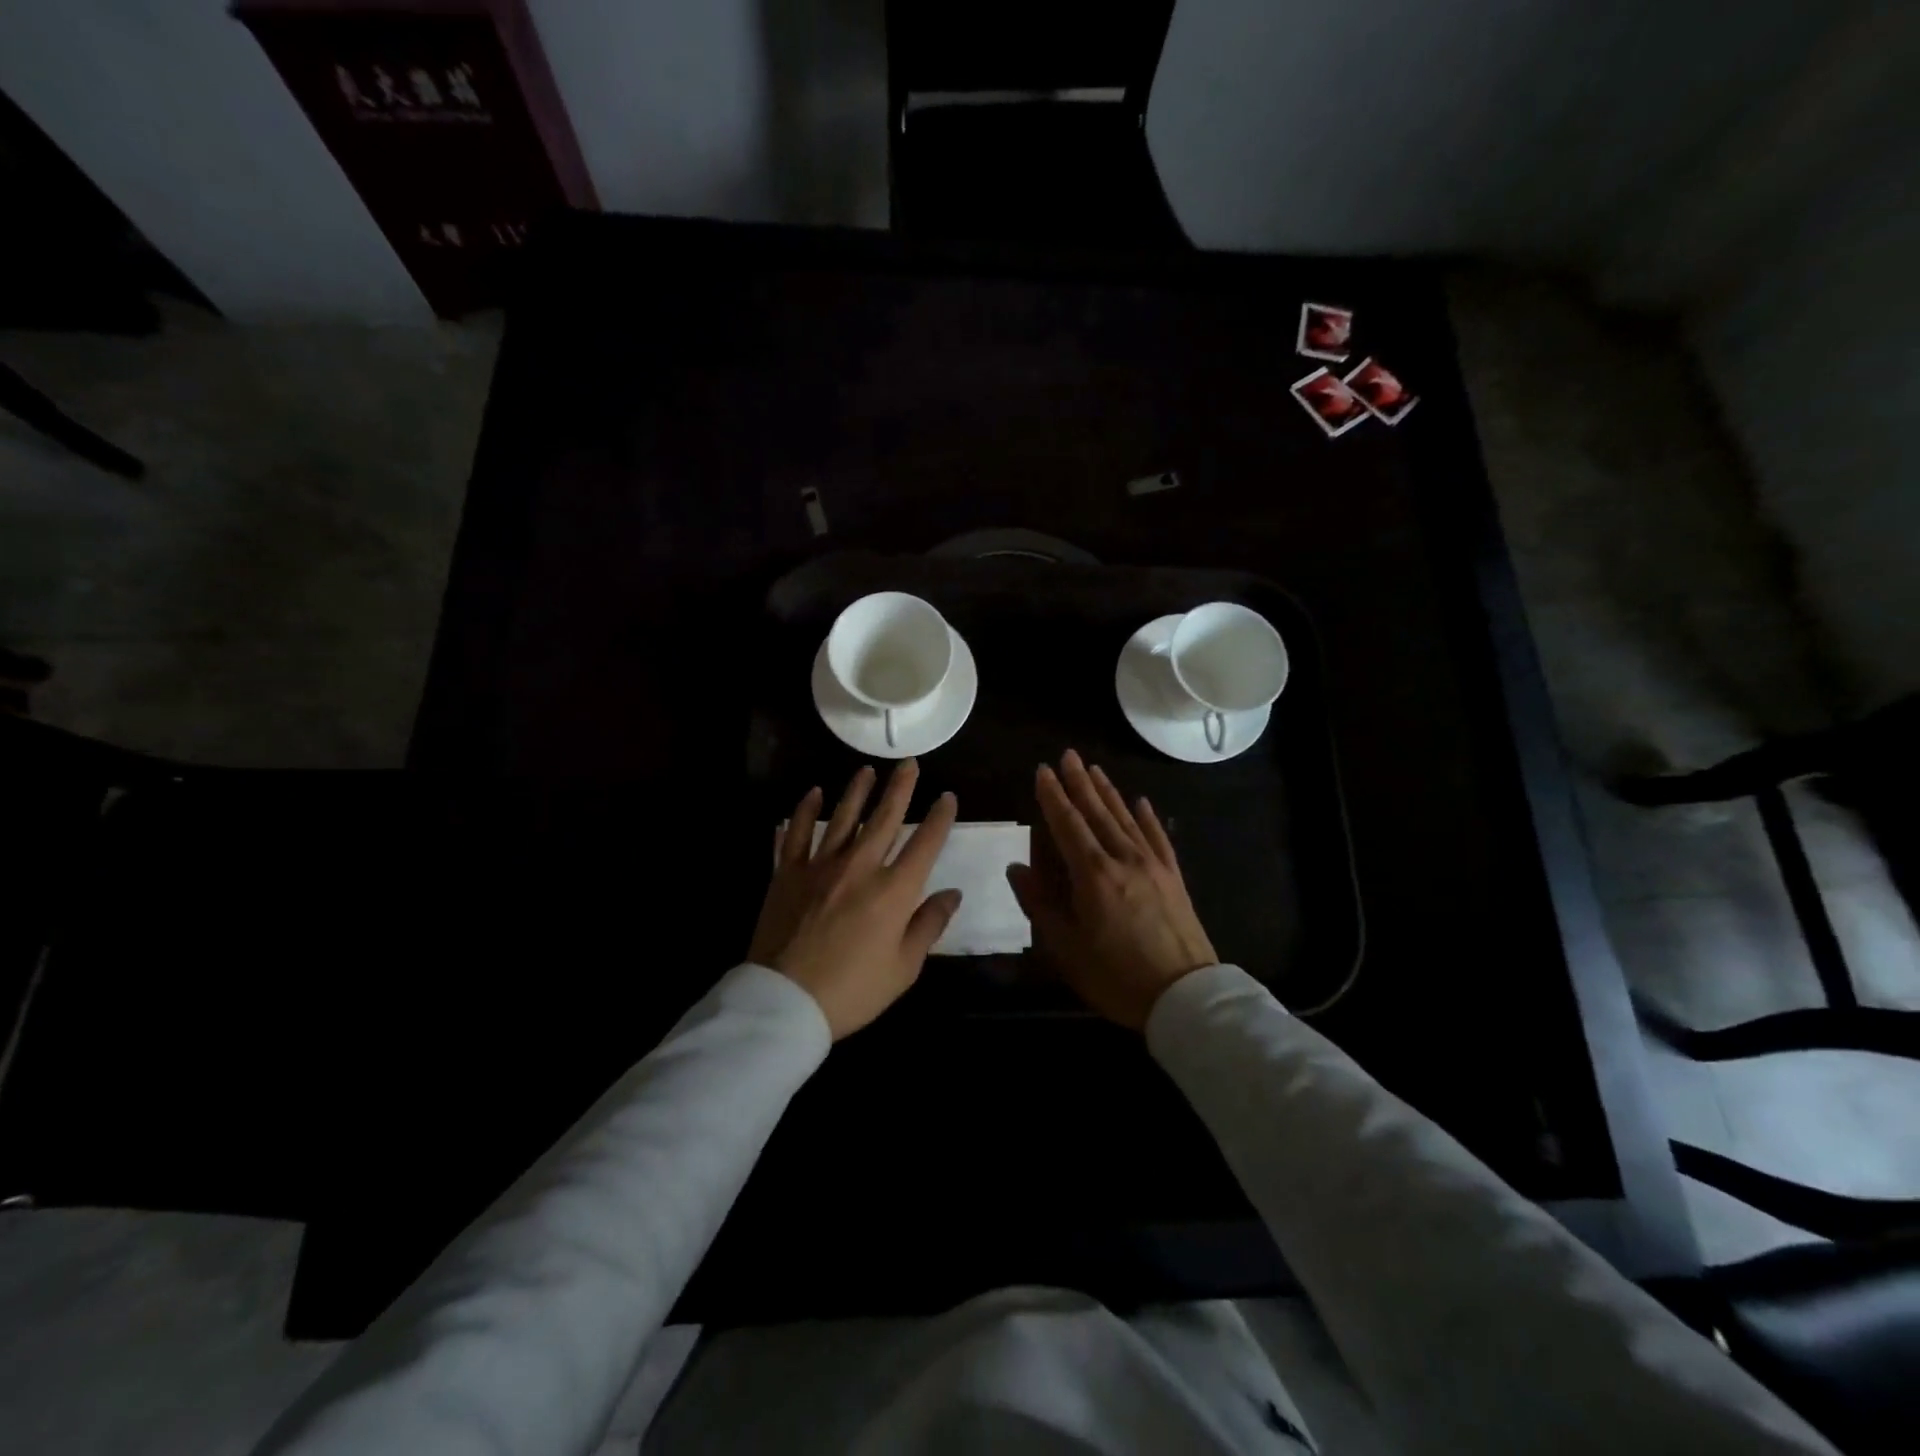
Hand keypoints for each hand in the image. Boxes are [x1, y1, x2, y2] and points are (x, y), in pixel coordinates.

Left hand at [750, 759, 961, 1038]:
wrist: (785, 1001)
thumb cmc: (853, 991)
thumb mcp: (904, 968)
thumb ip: (929, 925)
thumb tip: (952, 893)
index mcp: (894, 891)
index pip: (925, 844)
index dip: (939, 818)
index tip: (947, 797)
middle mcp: (860, 867)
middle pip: (885, 818)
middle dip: (900, 788)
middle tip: (909, 763)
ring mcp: (820, 866)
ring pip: (843, 817)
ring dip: (857, 791)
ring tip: (867, 770)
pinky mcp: (787, 873)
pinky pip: (797, 833)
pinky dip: (805, 811)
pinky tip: (813, 793)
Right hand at [1006, 749, 1217, 1030]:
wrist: (1186, 996)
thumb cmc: (1117, 976)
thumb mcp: (1066, 948)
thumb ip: (1039, 904)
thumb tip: (1016, 867)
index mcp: (1093, 875)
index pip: (1067, 824)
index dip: (1052, 796)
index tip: (1042, 770)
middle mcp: (1123, 858)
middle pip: (1097, 812)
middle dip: (1079, 782)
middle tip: (1068, 755)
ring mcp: (1153, 865)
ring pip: (1125, 818)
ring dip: (1108, 792)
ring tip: (1095, 769)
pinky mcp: (1173, 877)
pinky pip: (1157, 837)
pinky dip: (1147, 817)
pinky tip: (1141, 802)